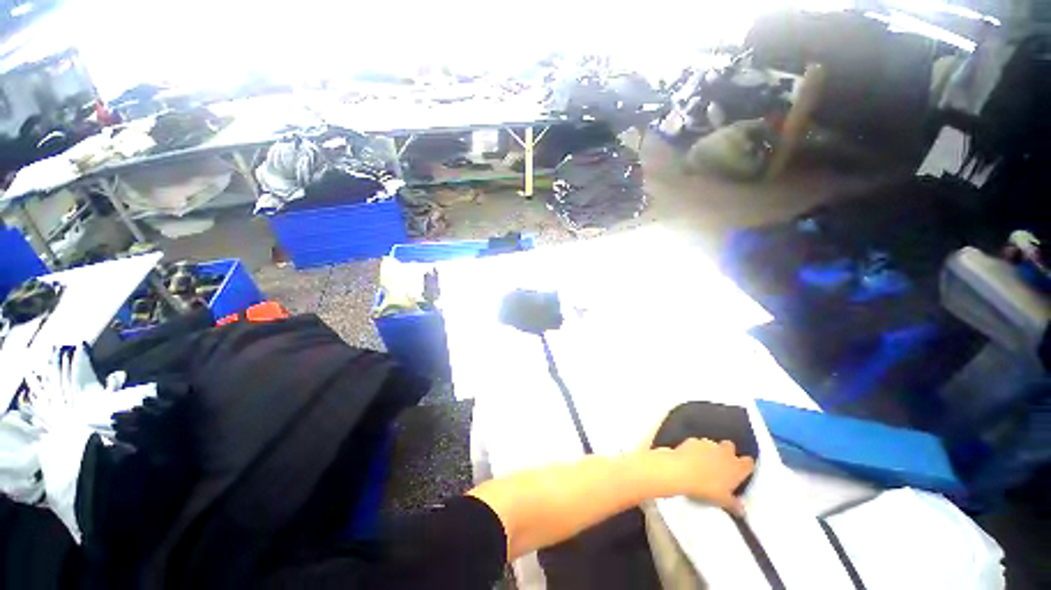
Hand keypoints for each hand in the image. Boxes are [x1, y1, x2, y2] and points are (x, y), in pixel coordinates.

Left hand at [669, 438, 754, 514]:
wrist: (682, 471)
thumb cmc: (706, 488)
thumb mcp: (723, 501)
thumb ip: (734, 505)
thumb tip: (741, 511)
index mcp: (737, 467)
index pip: (749, 462)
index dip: (746, 465)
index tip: (742, 471)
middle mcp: (725, 452)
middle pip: (730, 446)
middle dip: (727, 452)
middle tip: (721, 464)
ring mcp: (708, 443)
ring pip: (713, 444)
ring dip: (711, 450)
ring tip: (704, 462)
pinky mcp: (693, 440)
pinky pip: (697, 443)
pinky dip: (696, 449)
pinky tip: (690, 457)